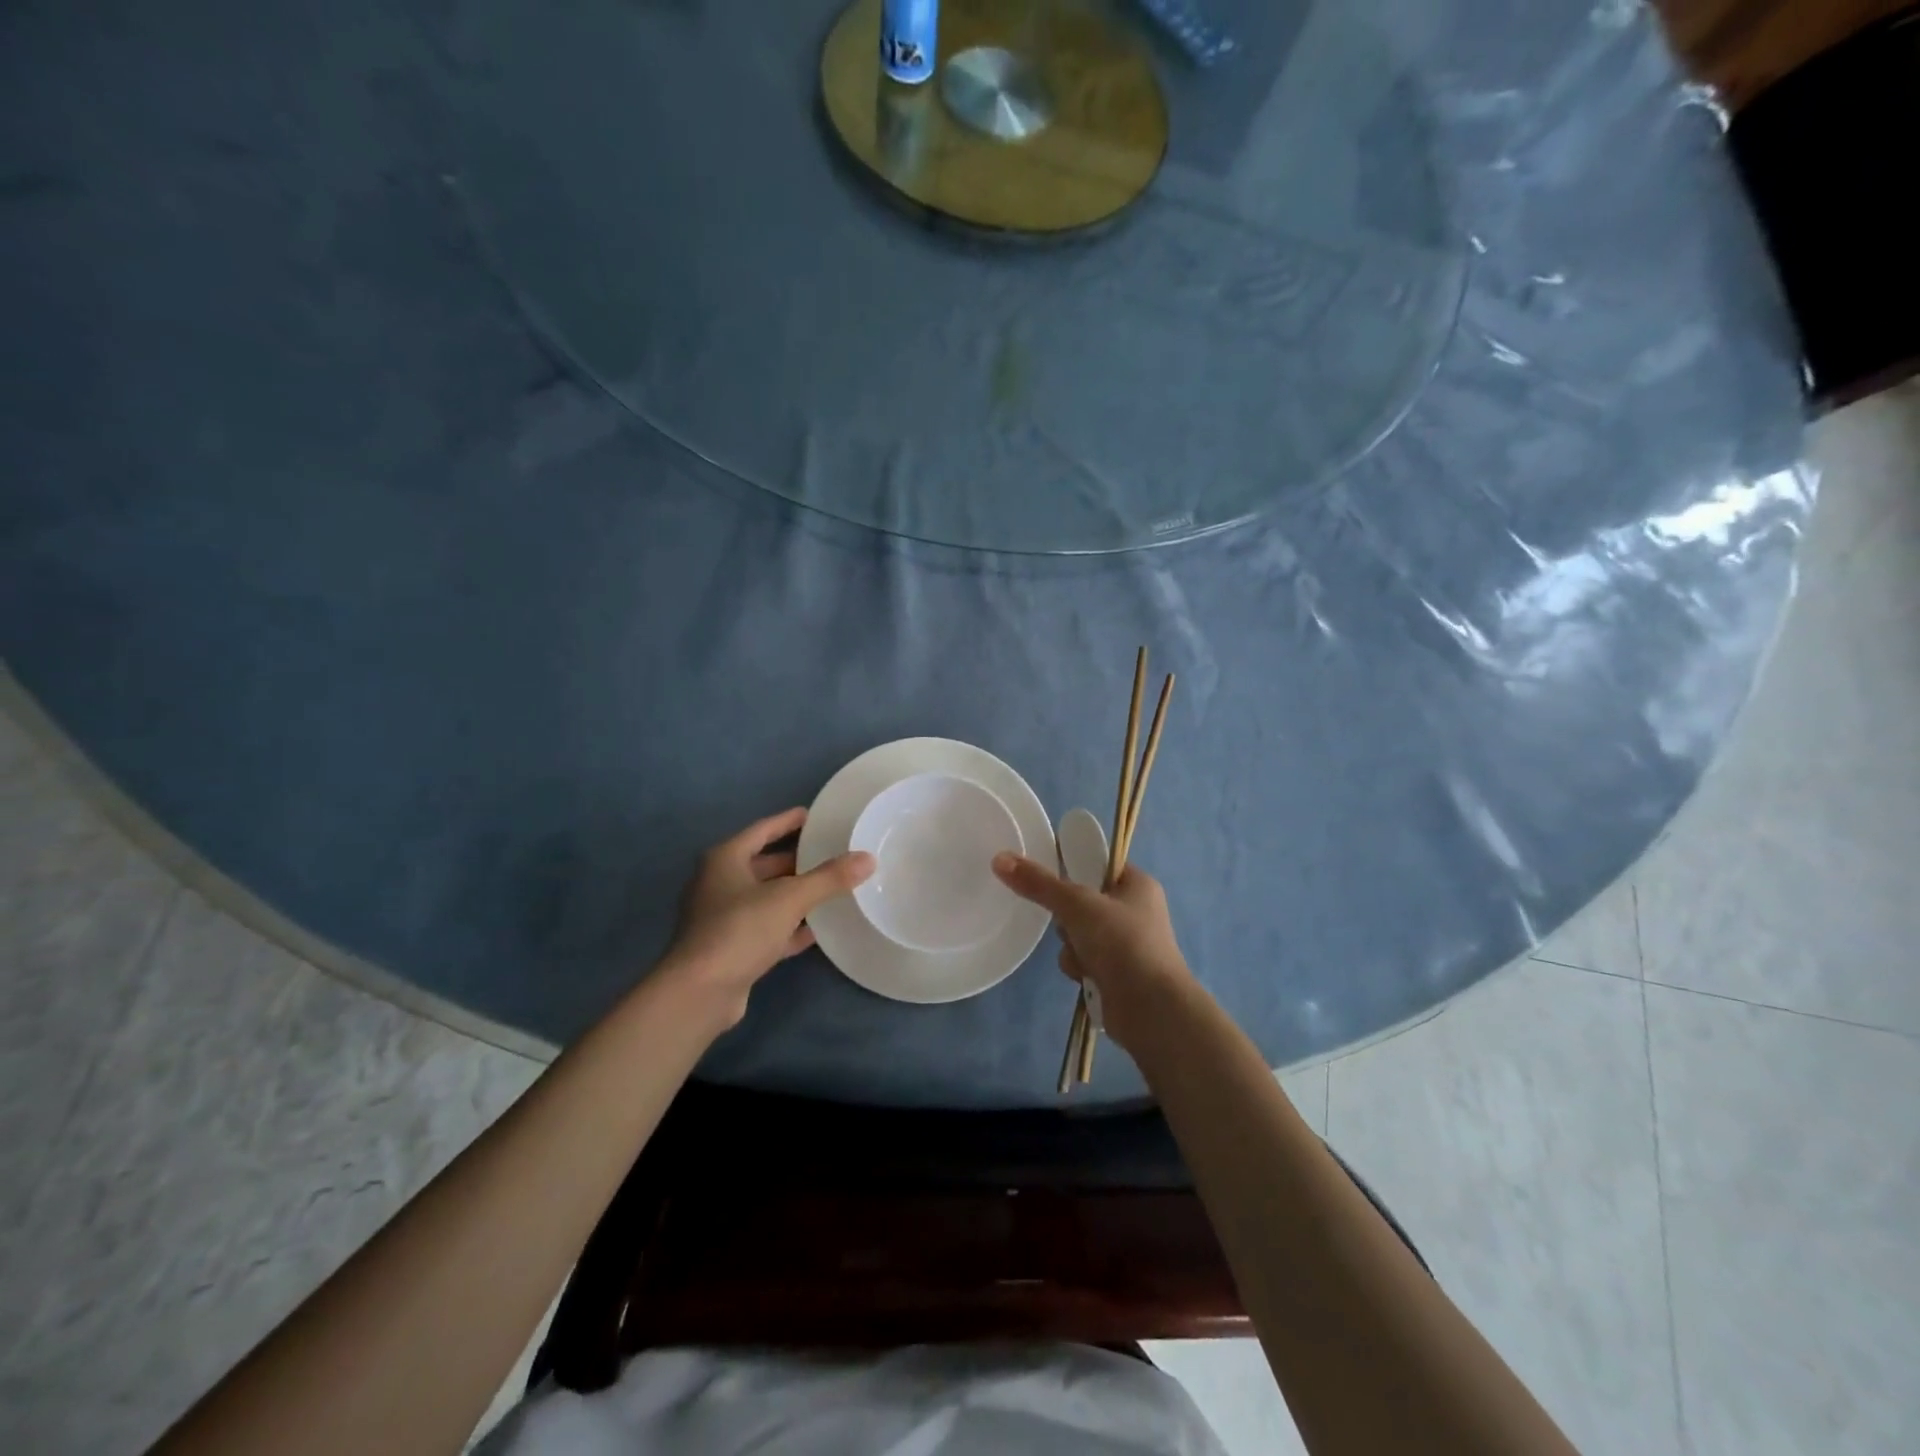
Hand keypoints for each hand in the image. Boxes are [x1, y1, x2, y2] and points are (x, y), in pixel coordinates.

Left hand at [662, 808, 873, 1024]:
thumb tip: (867, 858)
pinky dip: (790, 927)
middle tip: (831, 853)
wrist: (699, 993)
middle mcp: (719, 884)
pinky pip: (767, 928)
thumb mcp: (789, 898)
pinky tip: (818, 929)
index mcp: (725, 860)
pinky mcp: (732, 949)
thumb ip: (829, 878)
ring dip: (795, 894)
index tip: (814, 815)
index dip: (787, 821)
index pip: (761, 830)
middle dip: (796, 860)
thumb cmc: (739, 929)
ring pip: (767, 898)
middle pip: (764, 864)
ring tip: (832, 887)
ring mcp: (723, 918)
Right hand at [991, 853, 1192, 1048]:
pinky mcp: (1116, 973)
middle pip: (1082, 901)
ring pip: (1077, 933)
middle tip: (1069, 922)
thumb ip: (1039, 883)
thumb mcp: (1077, 904)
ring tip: (1083, 957)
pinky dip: (1079, 967)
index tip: (1049, 874)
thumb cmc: (1122, 943)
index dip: (1074, 867)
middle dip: (1068, 917)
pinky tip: (1086, 977)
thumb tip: (1000, 859)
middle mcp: (1135, 911)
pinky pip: (1083, 959)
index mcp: (1137, 885)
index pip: (1098, 864)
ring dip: (1071, 946)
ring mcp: (1126, 944)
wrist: (1150, 1008)